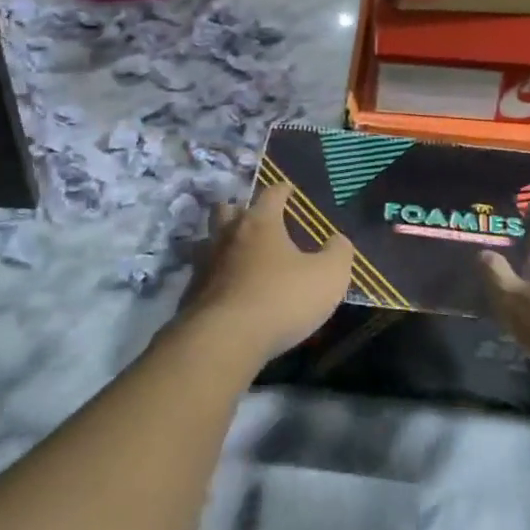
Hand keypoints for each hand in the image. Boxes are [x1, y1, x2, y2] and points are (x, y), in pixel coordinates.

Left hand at [178, 183, 354, 361]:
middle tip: (255, 218)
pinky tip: (228, 290)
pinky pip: (204, 275)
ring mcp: (204, 264)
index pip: (271, 194)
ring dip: (222, 242)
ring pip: (209, 241)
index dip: (282, 190)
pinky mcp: (191, 294)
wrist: (225, 340)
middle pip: (227, 209)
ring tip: (238, 254)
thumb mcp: (328, 277)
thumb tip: (338, 240)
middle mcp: (227, 236)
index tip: (288, 189)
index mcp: (260, 224)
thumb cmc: (282, 299)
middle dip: (240, 209)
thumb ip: (338, 253)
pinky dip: (216, 277)